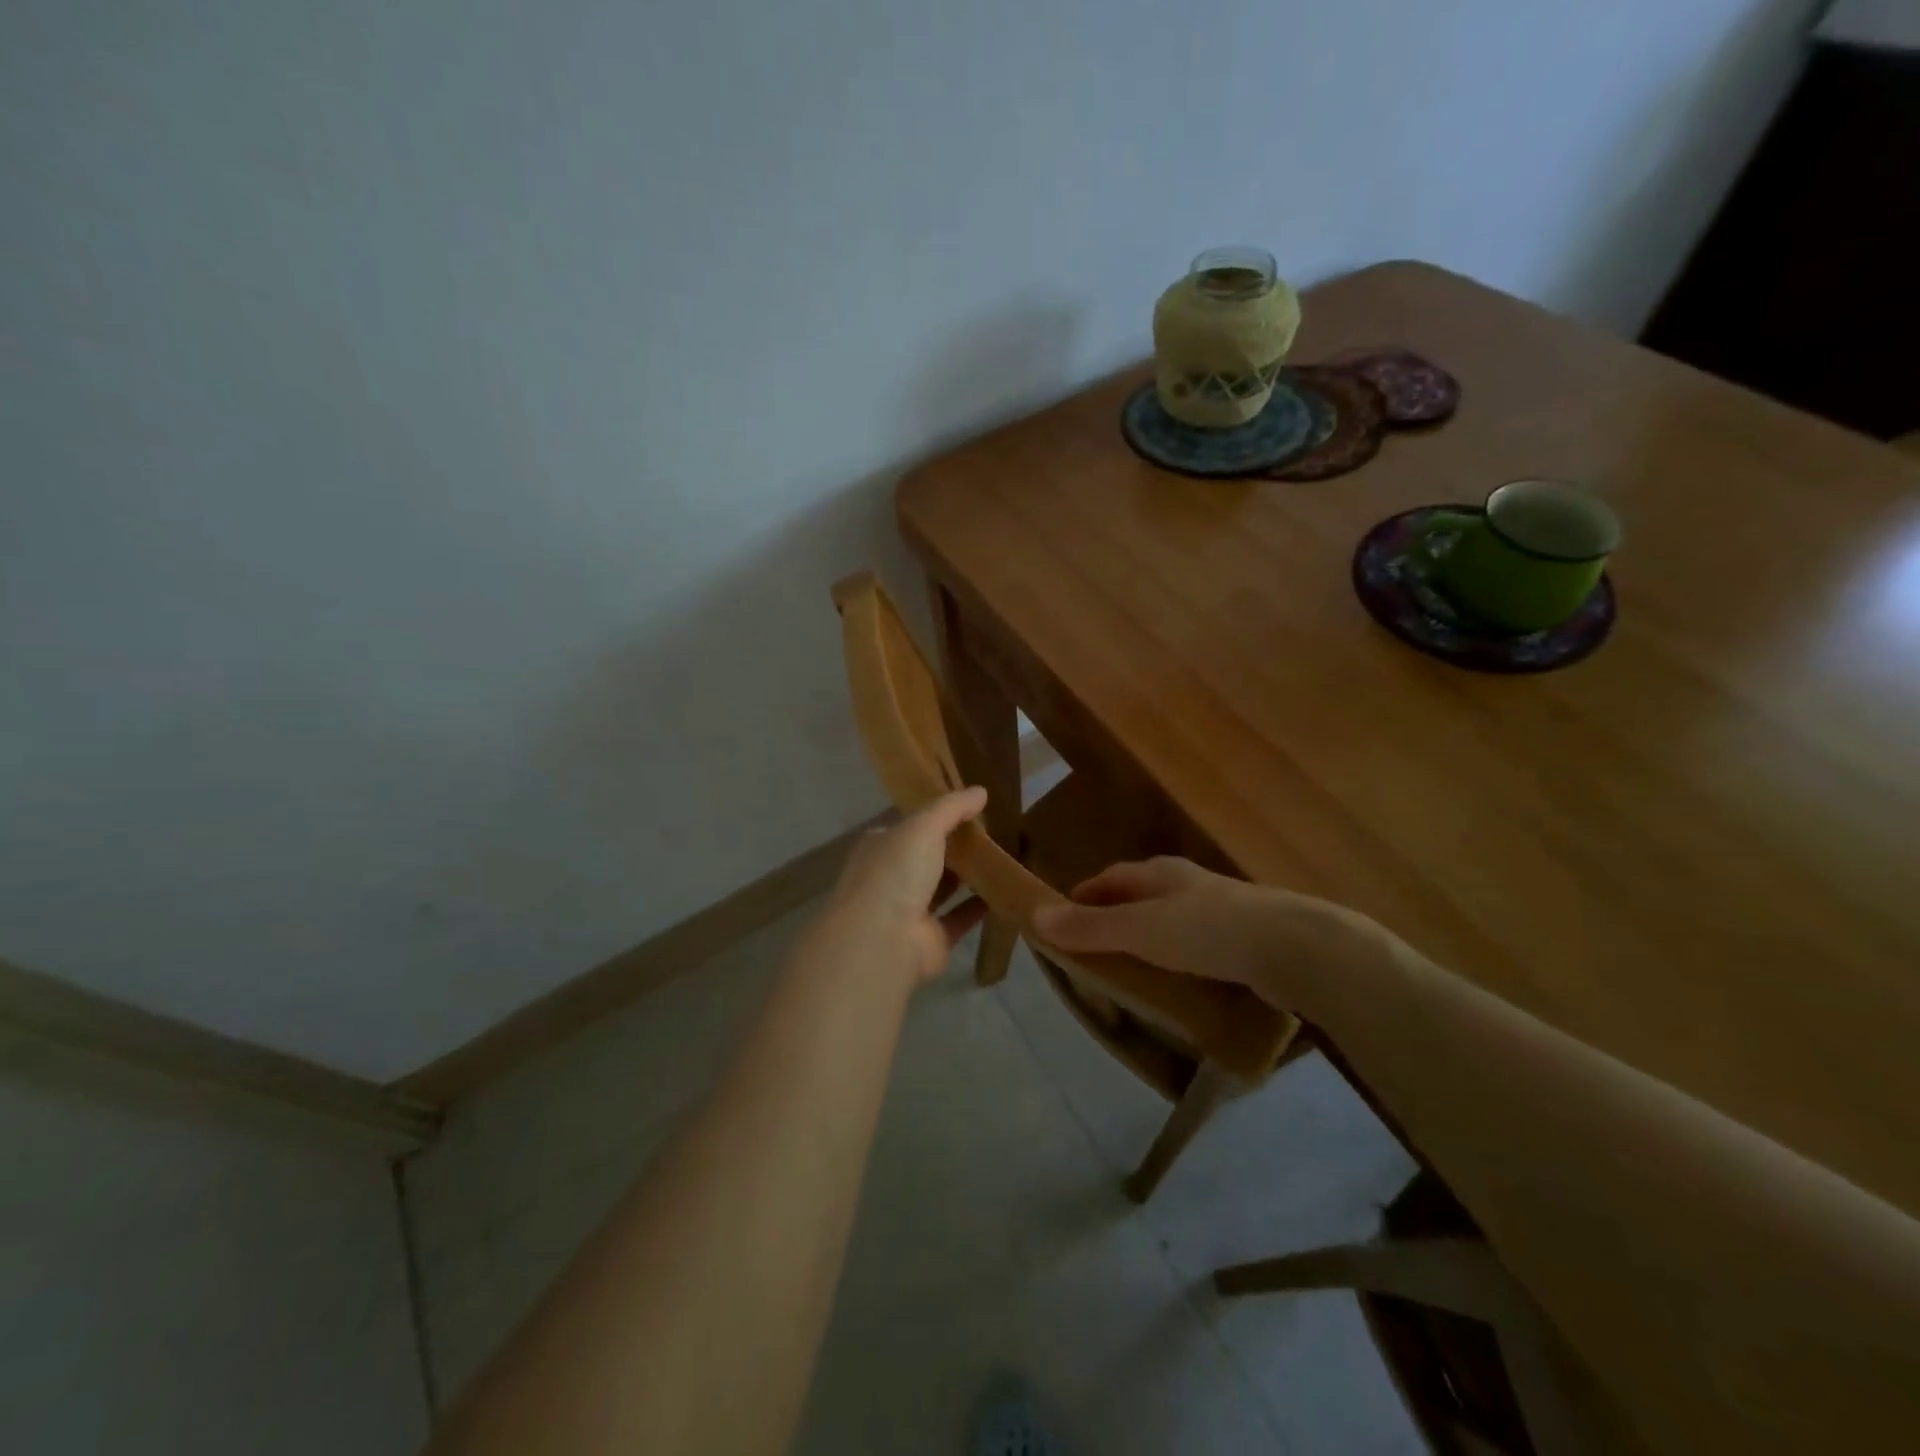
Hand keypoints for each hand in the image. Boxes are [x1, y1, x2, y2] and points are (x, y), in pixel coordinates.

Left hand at [814, 787, 990, 984]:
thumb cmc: (895, 873)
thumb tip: (981, 791)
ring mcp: (910, 910)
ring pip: (944, 888)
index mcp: (881, 846)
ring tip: (1006, 857)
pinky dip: (980, 907)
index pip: (910, 826)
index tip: (970, 808)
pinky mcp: (932, 938)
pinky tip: (1007, 891)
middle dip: (956, 846)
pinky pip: (960, 917)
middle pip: (929, 856)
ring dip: (970, 876)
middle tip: (996, 831)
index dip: (937, 816)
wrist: (883, 940)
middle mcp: (892, 877)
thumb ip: (951, 808)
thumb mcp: (923, 827)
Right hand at [1031, 856, 1389, 1013]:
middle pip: (1139, 896)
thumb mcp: (1141, 930)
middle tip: (1093, 950)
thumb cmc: (1209, 931)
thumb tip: (1035, 915)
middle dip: (1114, 916)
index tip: (1063, 918)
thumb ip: (1091, 927)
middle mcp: (1187, 884)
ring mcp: (1219, 910)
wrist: (1296, 947)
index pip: (1111, 877)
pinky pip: (1197, 944)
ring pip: (1170, 920)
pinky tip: (1178, 982)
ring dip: (1147, 938)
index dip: (1085, 895)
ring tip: (1131, 969)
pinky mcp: (1243, 938)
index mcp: (1159, 873)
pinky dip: (1177, 957)